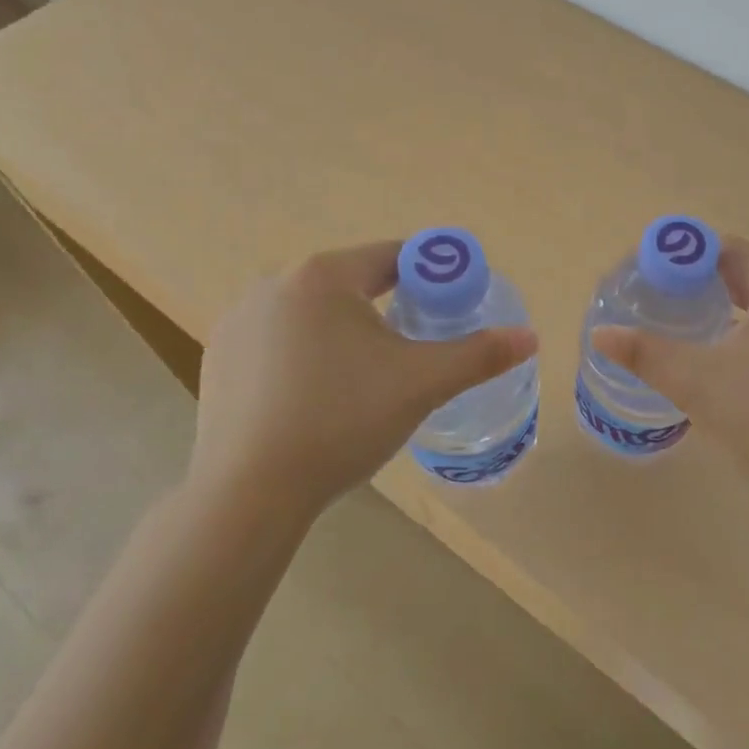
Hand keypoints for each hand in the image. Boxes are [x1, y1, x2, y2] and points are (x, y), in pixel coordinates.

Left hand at [190, 241, 537, 522]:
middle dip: (388, 308)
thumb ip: (479, 354)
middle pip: (352, 283)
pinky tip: (313, 397)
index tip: (450, 307)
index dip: (430, 277)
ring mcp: (239, 319)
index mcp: (324, 275)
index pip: (393, 257)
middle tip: (412, 352)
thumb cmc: (342, 420)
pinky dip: (304, 355)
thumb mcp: (421, 384)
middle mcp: (275, 283)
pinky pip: (279, 340)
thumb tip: (531, 336)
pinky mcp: (217, 356)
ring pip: (314, 313)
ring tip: (363, 380)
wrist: (248, 492)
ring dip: (344, 332)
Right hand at [592, 235, 748, 479]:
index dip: (691, 253)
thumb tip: (601, 334)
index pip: (735, 249)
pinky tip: (722, 349)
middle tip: (663, 292)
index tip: (655, 269)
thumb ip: (645, 353)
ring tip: (685, 316)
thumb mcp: (697, 383)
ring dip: (727, 301)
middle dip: (705, 278)